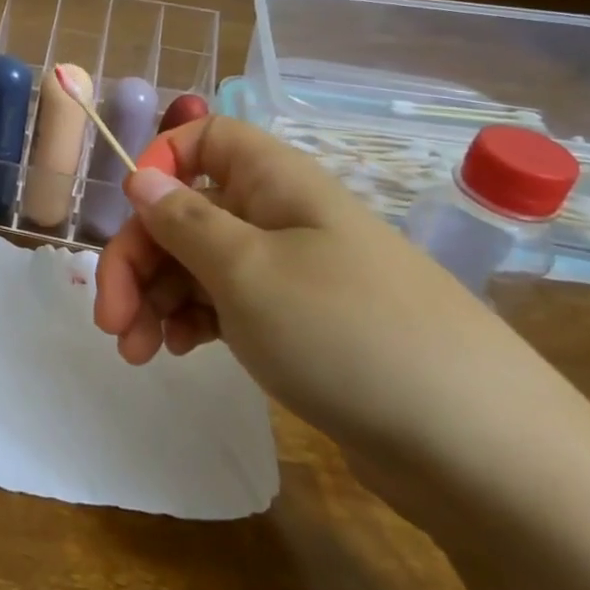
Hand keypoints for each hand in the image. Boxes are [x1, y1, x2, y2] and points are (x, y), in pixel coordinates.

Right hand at [94, 115, 545, 477]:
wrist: (479, 450)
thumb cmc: (346, 334)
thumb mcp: (246, 270)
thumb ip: (182, 220)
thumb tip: (140, 178)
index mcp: (274, 182)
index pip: (204, 138)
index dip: (159, 164)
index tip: (130, 216)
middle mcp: (280, 217)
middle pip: (186, 211)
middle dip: (139, 259)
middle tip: (109, 319)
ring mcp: (291, 273)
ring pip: (200, 263)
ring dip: (156, 299)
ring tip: (136, 352)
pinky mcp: (298, 325)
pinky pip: (226, 304)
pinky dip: (192, 323)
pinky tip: (177, 354)